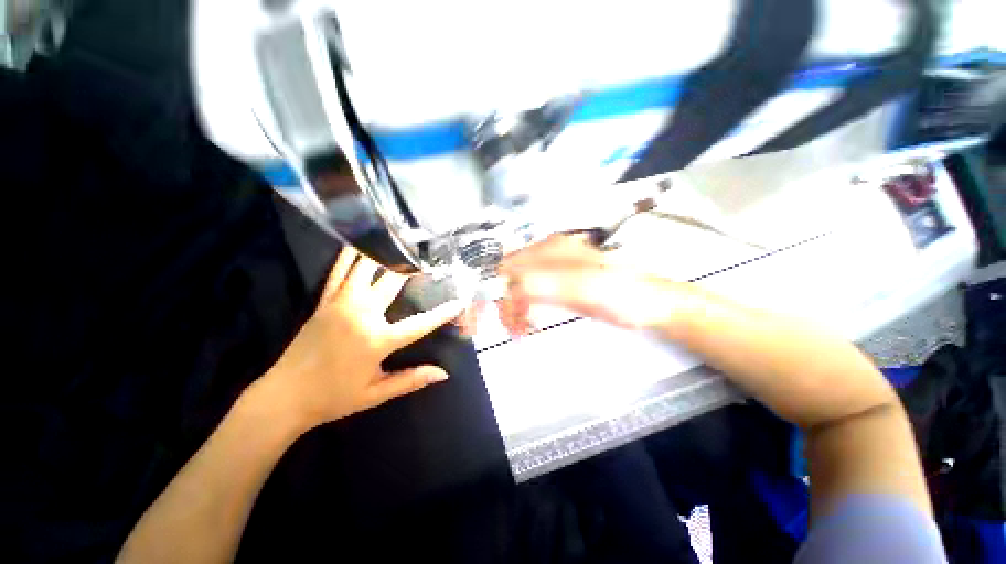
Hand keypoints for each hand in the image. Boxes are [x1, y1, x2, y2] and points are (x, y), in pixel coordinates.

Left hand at [262, 247, 464, 430]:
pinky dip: (350, 256)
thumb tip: (444, 374)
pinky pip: (338, 272)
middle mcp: (361, 315)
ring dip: (385, 254)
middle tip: (429, 255)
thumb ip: (412, 380)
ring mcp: (341, 303)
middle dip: (413, 267)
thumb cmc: (334, 397)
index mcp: (377, 340)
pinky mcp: (325, 301)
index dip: (444, 312)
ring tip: (400, 242)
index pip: (420, 323)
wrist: (284, 397)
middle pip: (393, 282)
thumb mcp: (376, 394)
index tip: (461, 301)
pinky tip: (359, 242)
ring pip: (365, 268)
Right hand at [464, 234, 689, 335]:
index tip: (485, 318)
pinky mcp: (560, 284)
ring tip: (522, 331)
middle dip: (502, 303)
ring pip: (519, 286)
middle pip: (509, 276)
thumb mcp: (584, 288)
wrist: (652, 303)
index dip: (491, 292)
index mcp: (551, 250)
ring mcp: (554, 269)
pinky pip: (532, 295)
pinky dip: (525, 310)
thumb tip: (509, 288)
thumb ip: (544, 284)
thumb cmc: (623, 294)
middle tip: (508, 329)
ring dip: (514, 309)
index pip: (506, 268)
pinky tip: (531, 323)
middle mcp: (548, 255)